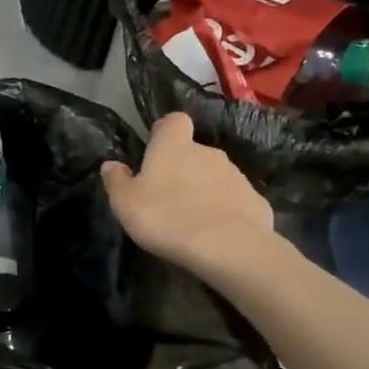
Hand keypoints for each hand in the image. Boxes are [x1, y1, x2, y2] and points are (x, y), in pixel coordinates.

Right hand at [102, 114, 273, 282]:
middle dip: (183, 169)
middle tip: (168, 198)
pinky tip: (217, 235)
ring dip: (205, 191)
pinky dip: (226, 212)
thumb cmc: (167, 217)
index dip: (165, 132)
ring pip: (216, 177)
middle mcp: (208, 152)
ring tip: (192, 221)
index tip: (155, 151)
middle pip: (194, 152)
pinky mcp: (257, 202)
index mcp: (174, 146)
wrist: (228, 247)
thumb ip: (117, 180)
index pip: (173, 121)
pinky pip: (235, 202)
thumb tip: (111, 164)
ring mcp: (236, 176)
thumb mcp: (125, 202)